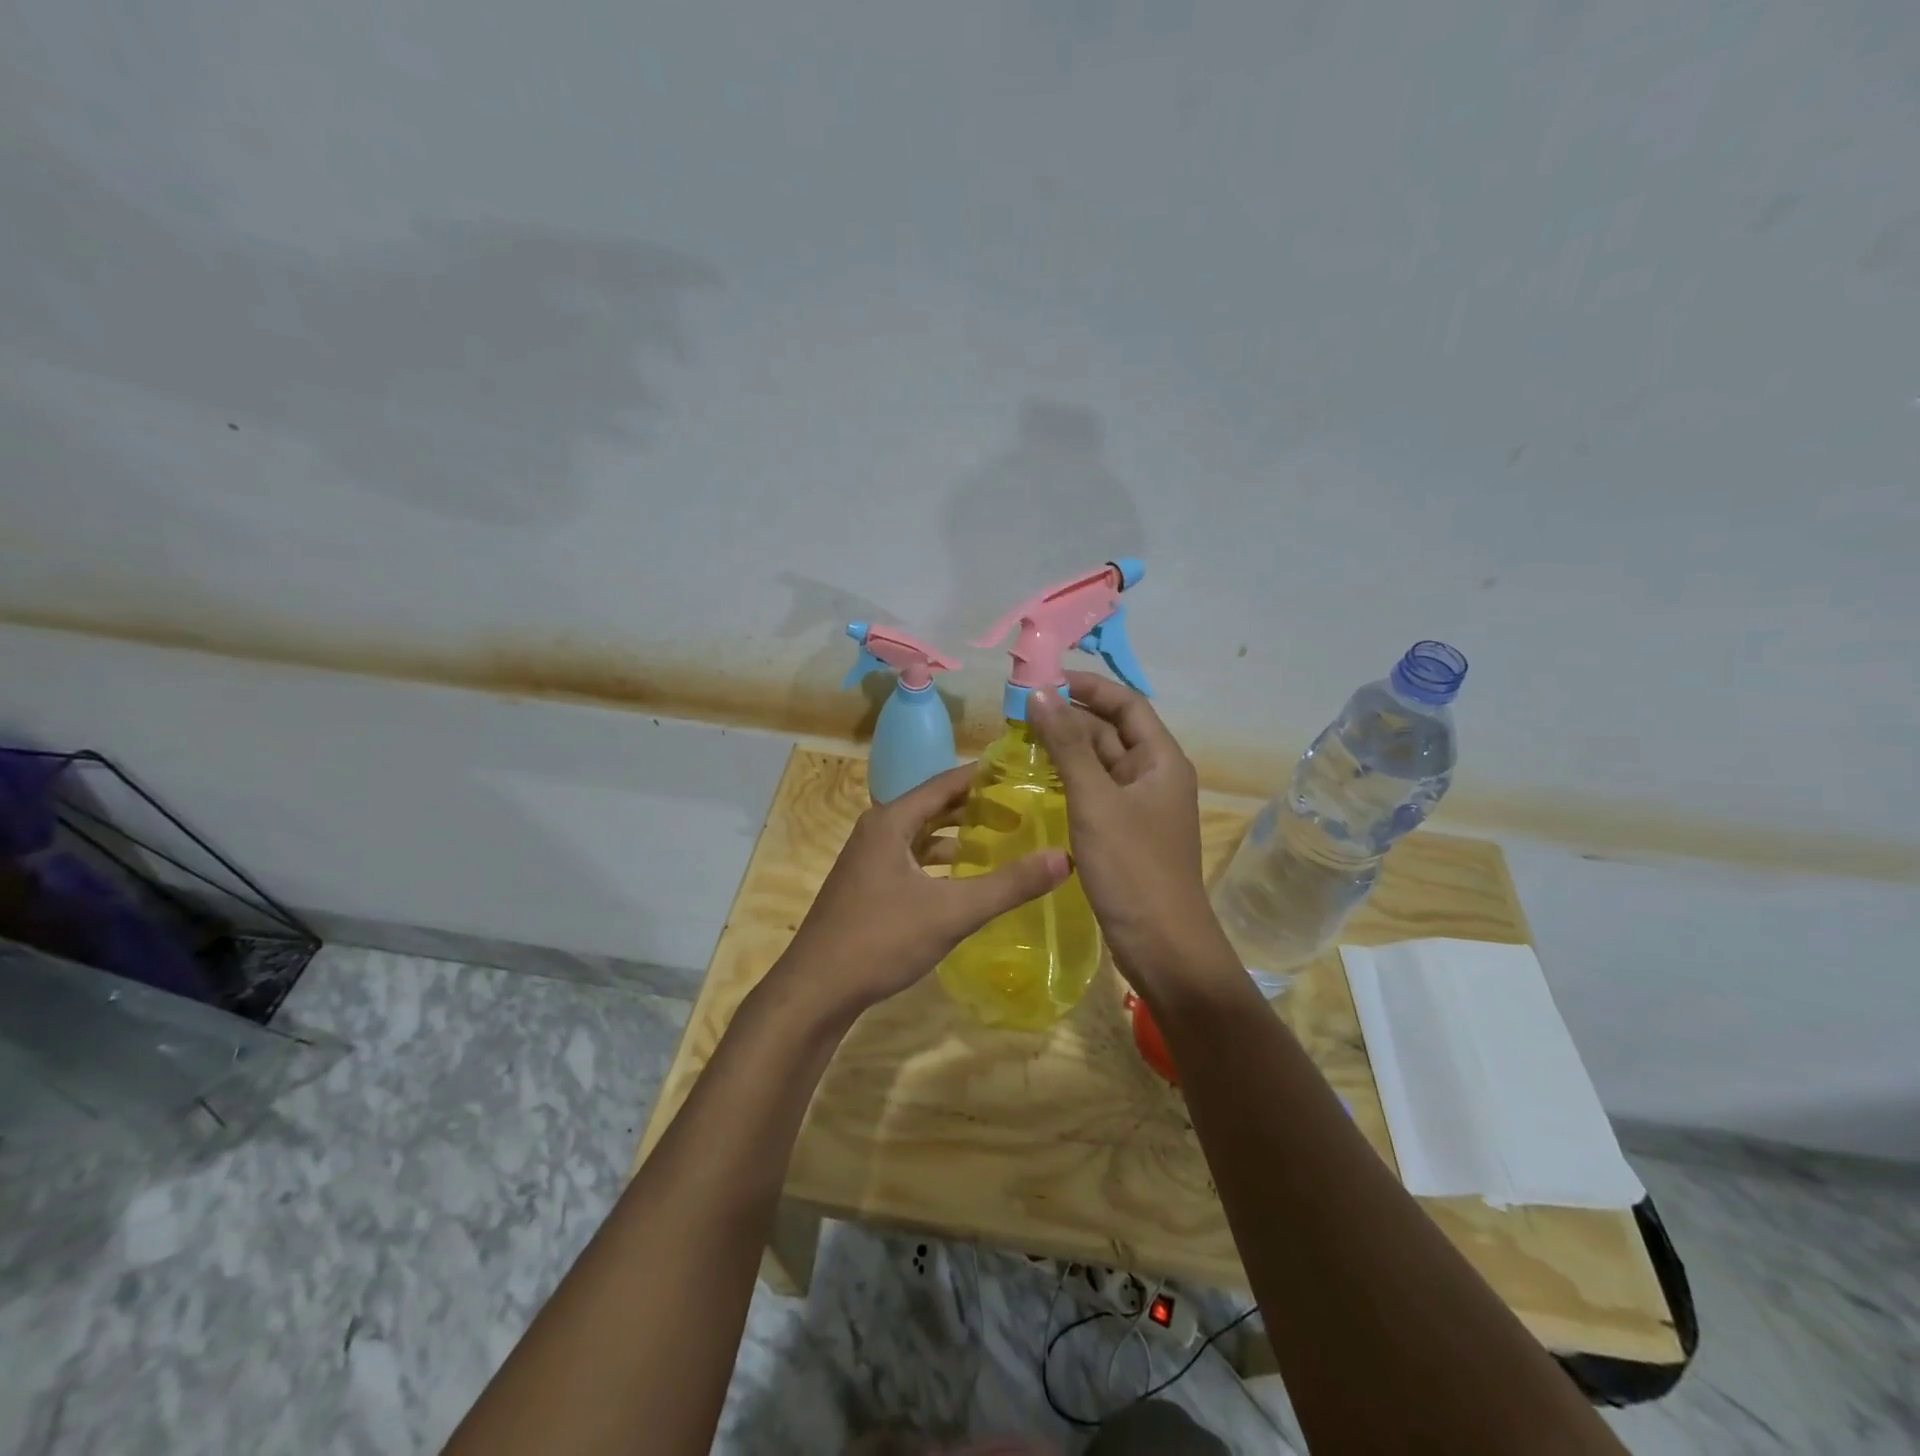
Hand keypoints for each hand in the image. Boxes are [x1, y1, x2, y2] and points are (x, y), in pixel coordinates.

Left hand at [778, 763, 1070, 1020]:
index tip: (1023, 772)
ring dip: (957, 834)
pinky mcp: (867, 885)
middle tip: (1022, 809)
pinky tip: (963, 878)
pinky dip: (939, 860)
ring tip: (1001, 839)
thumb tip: (1065, 857)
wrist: (815, 990)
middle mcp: (877, 830)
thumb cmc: (880, 940)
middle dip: (976, 806)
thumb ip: (1009, 885)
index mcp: (891, 821)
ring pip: (921, 834)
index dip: (984, 776)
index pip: (946, 782)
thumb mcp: (952, 912)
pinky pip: (911, 858)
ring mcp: (868, 859)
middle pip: (934, 806)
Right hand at [1027, 673, 1233, 996]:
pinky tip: (1037, 781)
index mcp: (1161, 760)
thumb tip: (1040, 694)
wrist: (1162, 946)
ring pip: (1101, 763)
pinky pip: (1095, 792)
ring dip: (1067, 748)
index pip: (1127, 704)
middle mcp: (1154, 776)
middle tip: (1019, 713)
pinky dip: (1069, 780)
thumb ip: (1067, 746)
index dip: (1089, 687)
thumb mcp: (1095, 801)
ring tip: (1020, 740)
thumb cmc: (1133, 868)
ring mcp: (1139, 807)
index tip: (1045, 680)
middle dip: (1070, 717)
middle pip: (1112, 731)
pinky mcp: (1124, 833)